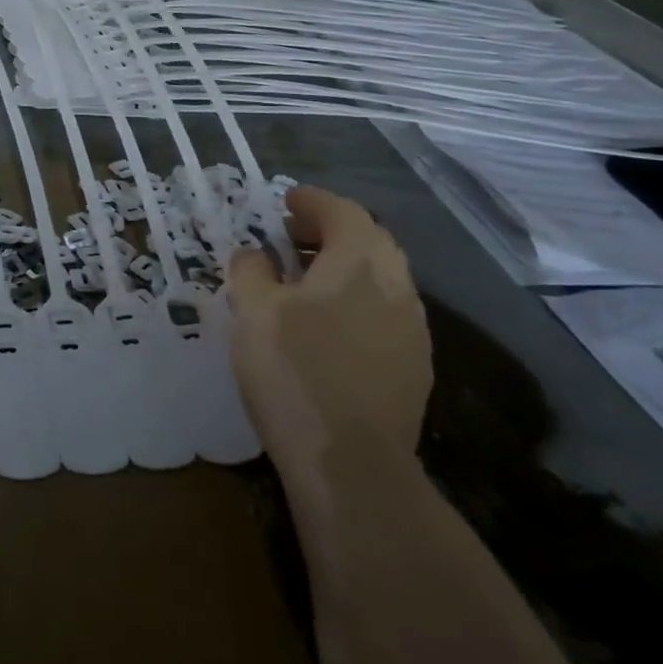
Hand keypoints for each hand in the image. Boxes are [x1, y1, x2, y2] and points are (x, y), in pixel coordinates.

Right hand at [226, 187, 431, 488]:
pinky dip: (354, 300)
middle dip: (330, 230)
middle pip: (369, 241)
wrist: (352, 464)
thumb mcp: (254, 312)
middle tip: (291, 235)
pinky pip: (382, 312)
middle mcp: (397, 287)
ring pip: (379, 279)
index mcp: (360, 263)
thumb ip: (251, 271)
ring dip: (343, 266)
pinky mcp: (412, 367)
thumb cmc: (295, 372)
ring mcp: (412, 330)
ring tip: (302, 279)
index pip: (343, 212)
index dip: (313, 201)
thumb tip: (254, 254)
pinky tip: (325, 325)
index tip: (285, 199)